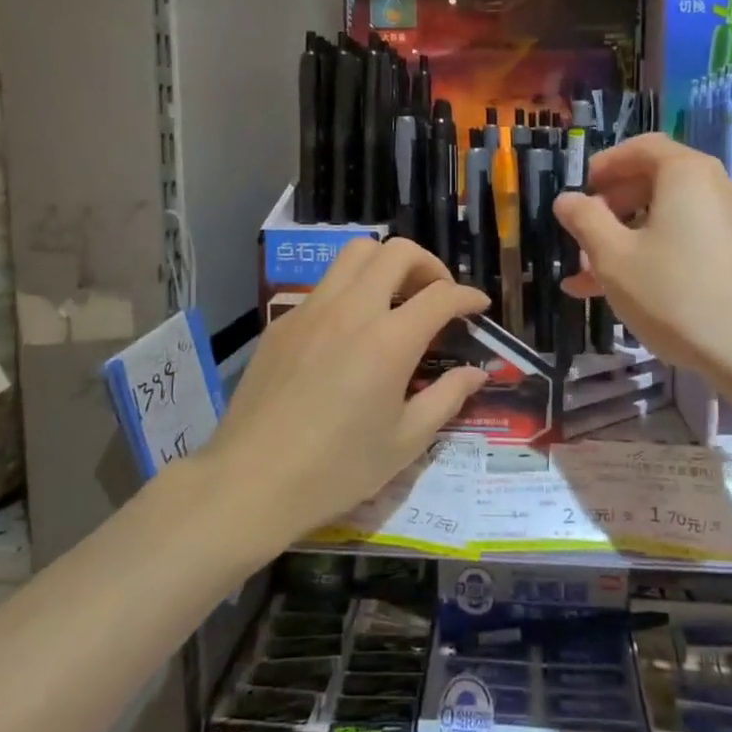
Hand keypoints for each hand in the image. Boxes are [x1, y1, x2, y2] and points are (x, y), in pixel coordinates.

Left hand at [212, 238, 488, 545]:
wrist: (252, 480)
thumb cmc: (337, 468)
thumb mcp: (405, 442)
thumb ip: (447, 398)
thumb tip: (475, 373)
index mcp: (389, 340)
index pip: (440, 295)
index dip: (467, 295)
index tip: (478, 306)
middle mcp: (351, 310)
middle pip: (396, 252)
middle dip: (428, 264)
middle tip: (436, 295)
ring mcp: (311, 310)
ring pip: (354, 254)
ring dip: (385, 265)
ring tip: (395, 299)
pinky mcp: (282, 322)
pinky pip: (325, 285)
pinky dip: (350, 290)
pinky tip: (350, 331)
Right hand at [553, 135, 731, 388]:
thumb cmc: (675, 294)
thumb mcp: (614, 258)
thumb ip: (585, 221)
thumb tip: (566, 199)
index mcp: (686, 174)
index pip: (642, 147)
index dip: (606, 164)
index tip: (580, 189)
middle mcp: (716, 187)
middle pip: (656, 182)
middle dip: (611, 208)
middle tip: (582, 235)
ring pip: (669, 219)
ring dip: (627, 240)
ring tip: (589, 276)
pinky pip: (689, 241)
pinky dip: (656, 255)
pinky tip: (628, 293)